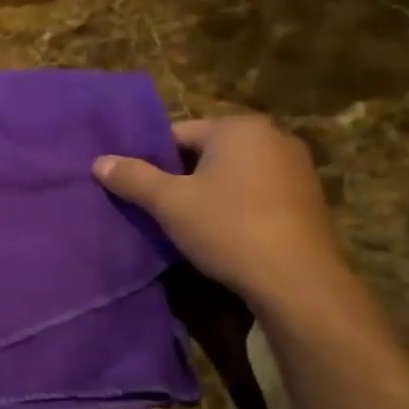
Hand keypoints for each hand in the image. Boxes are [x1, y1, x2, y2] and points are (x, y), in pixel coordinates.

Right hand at [94, 115, 349, 312]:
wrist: (297, 281)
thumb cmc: (228, 229)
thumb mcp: (170, 203)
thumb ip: (133, 178)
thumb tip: (99, 161)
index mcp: (238, 128)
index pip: (178, 134)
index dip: (153, 161)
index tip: (141, 190)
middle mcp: (273, 136)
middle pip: (208, 151)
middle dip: (183, 176)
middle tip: (161, 208)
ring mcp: (297, 167)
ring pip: (235, 172)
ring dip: (212, 192)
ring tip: (191, 223)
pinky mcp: (309, 197)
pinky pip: (259, 191)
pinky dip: (239, 205)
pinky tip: (227, 233)